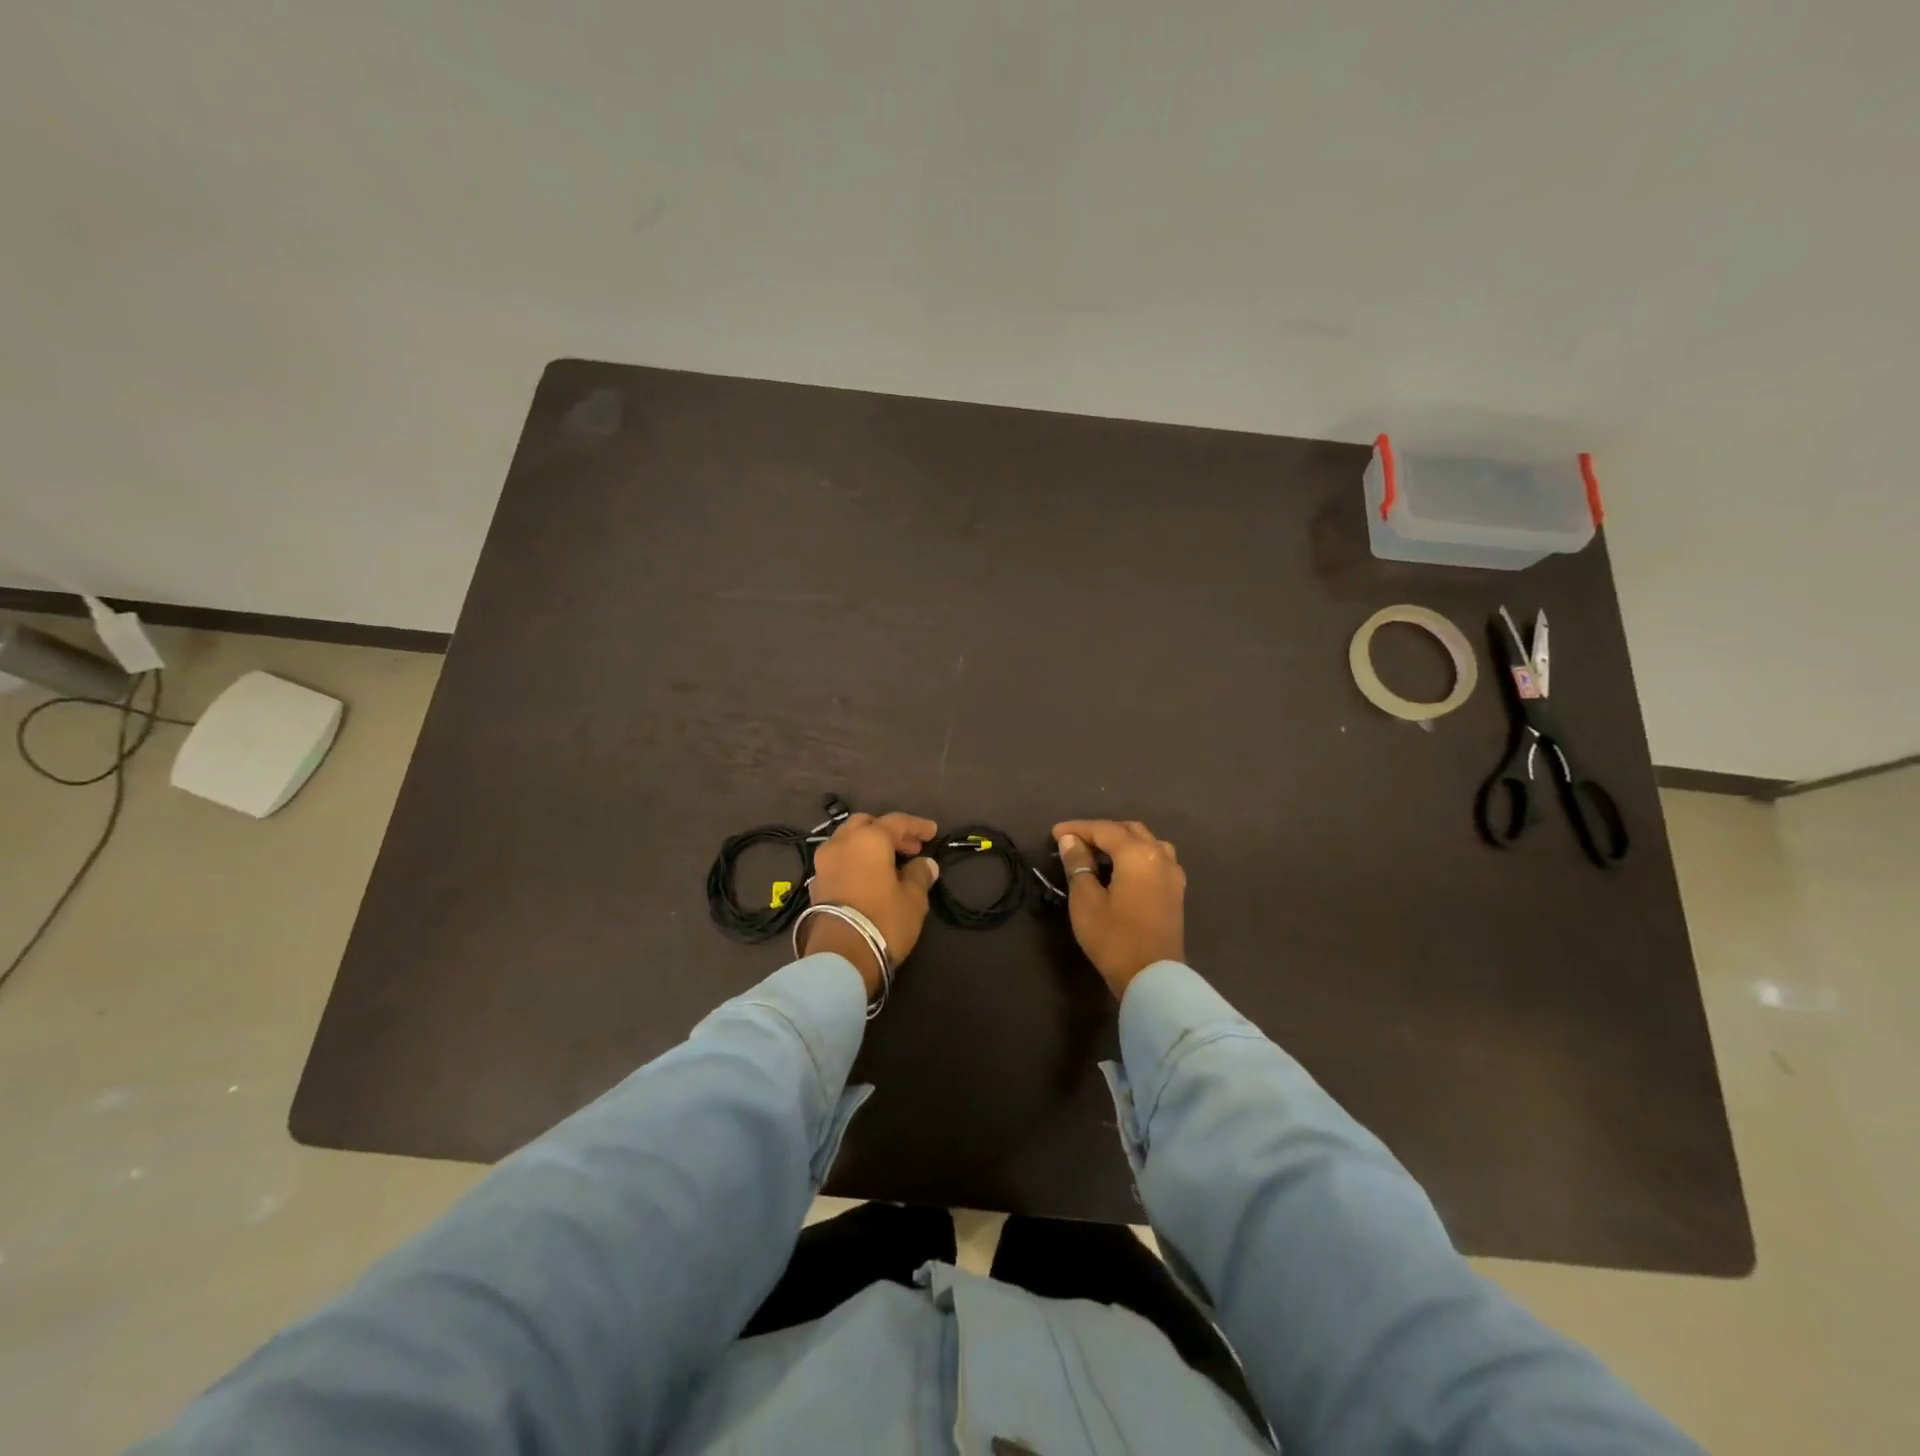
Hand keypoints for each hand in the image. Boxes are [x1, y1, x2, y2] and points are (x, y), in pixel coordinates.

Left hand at [803, 812, 940, 994]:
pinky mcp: (815, 883)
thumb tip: (926, 863)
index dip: (917, 826)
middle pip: (866, 824)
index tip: (932, 832)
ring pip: (848, 840)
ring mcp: (824, 862)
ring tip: (890, 863)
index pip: (897, 822)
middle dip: (888, 831)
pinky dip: (855, 860)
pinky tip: (869, 876)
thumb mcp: (913, 899)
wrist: (839, 957)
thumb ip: (920, 875)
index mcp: (869, 838)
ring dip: (868, 845)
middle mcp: (842, 842)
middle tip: (909, 847)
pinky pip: (839, 860)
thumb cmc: (883, 920)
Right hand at [1052, 820, 1186, 999]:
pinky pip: (1156, 858)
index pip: (1103, 829)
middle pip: (1128, 830)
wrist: (1152, 978)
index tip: (1054, 833)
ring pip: (1146, 842)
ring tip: (1099, 853)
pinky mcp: (1176, 891)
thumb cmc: (1114, 938)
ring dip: (1122, 840)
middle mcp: (1159, 856)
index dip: (1077, 828)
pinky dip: (1137, 854)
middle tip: (1075, 842)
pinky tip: (1123, 868)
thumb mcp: (1086, 901)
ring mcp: (1173, 873)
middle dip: (1100, 831)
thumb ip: (1078, 865)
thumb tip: (1070, 840)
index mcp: (1137, 854)